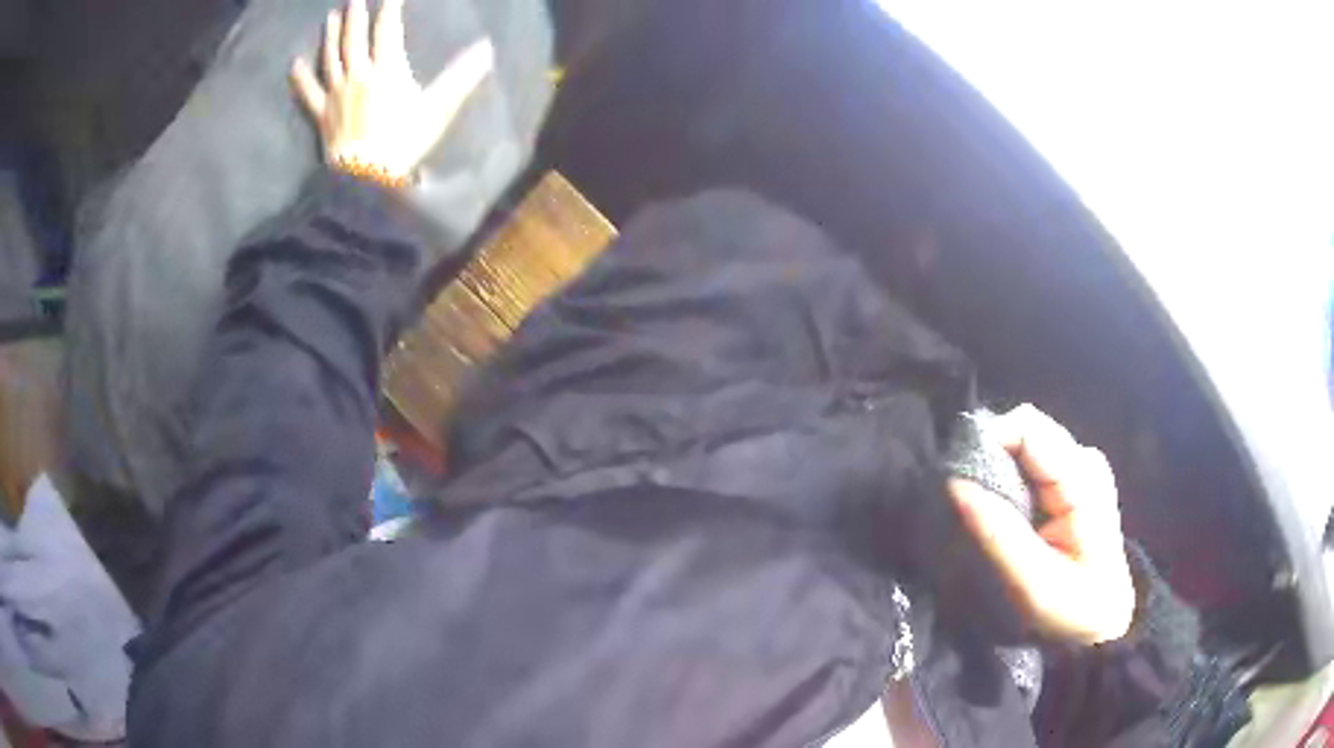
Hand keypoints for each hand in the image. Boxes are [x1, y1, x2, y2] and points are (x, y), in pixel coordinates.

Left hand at [290, 0, 492, 181]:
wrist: (366, 177)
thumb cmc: (404, 142)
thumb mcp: (437, 108)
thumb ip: (460, 77)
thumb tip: (486, 49)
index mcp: (386, 69)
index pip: (387, 30)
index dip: (390, 9)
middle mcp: (358, 74)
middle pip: (354, 38)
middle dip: (356, 15)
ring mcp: (336, 93)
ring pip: (331, 56)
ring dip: (331, 35)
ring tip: (332, 17)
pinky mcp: (321, 113)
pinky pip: (308, 91)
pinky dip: (301, 77)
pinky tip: (295, 64)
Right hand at [947, 405, 1135, 644]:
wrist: (1105, 618)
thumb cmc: (1073, 606)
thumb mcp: (1033, 581)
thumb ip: (997, 532)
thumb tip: (954, 484)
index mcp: (1082, 479)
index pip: (1027, 428)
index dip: (987, 442)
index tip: (959, 480)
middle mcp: (1084, 459)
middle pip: (1025, 430)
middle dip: (990, 458)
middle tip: (970, 502)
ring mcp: (1080, 465)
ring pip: (1025, 444)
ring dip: (998, 471)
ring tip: (988, 512)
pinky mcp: (1072, 477)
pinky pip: (1030, 461)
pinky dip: (1009, 480)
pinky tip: (1007, 512)